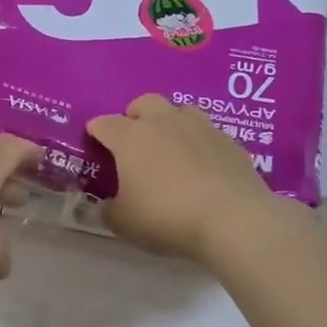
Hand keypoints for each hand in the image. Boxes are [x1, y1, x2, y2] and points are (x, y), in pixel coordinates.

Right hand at [86, 94, 277, 261]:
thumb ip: (108, 211)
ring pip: (180, 111)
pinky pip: (208, 134)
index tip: (94, 141)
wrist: (232, 219)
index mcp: (131, 137)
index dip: (96, 131)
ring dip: (170, 123)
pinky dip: (199, 145)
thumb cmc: (166, 217)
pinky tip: (202, 167)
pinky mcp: (230, 142)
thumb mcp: (124, 223)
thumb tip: (104, 206)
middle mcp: (164, 123)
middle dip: (134, 116)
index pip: (105, 123)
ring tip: (170, 149)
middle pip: (144, 103)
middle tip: (134, 141)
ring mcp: (200, 128)